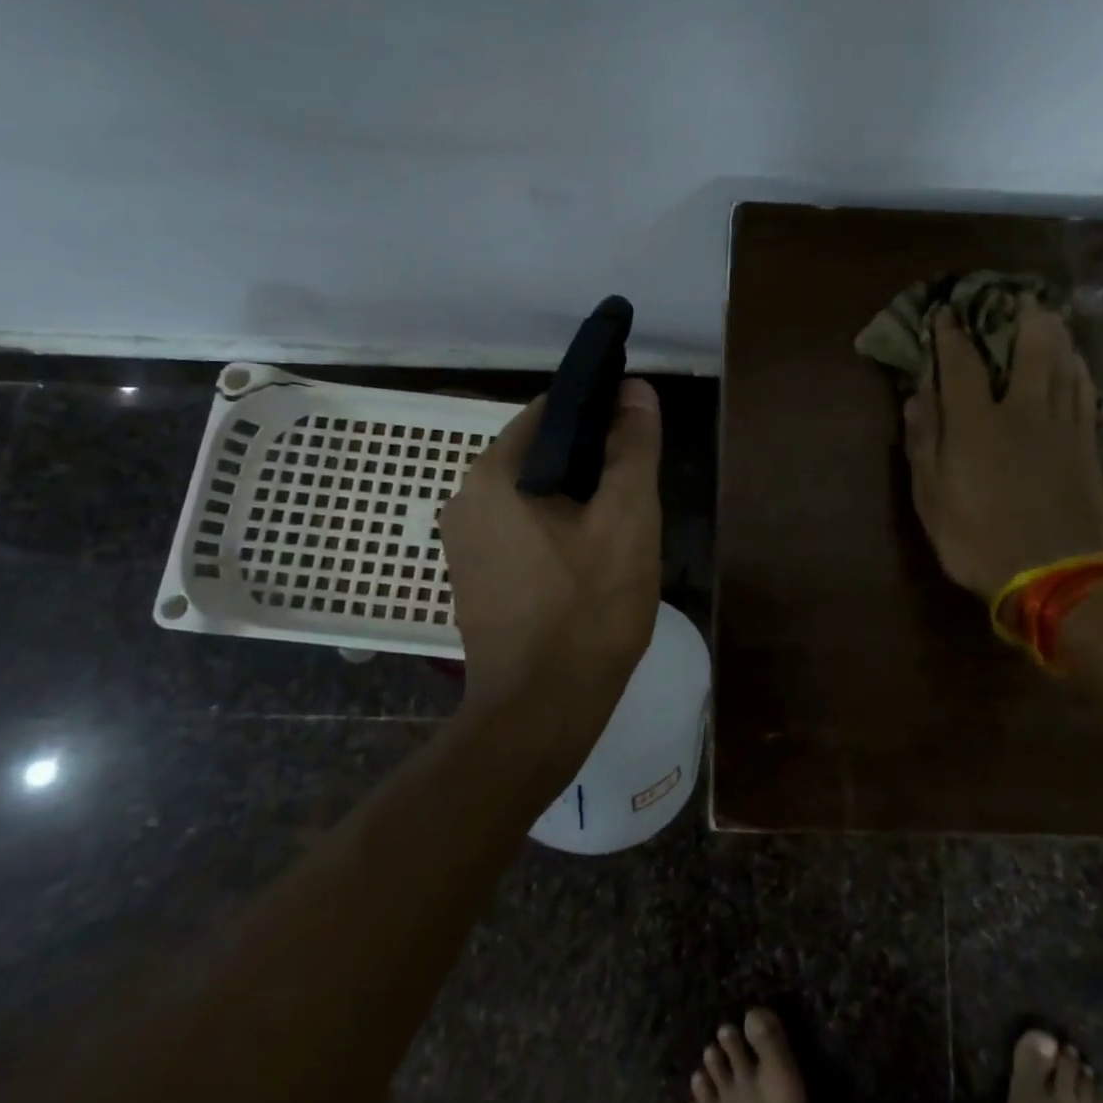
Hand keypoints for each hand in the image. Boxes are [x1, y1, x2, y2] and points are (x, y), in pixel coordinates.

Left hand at [439, 380, 662, 746]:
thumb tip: (636, 389)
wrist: (540, 713)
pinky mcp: (475, 577)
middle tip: (637, 492)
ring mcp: (464, 542)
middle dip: (591, 463)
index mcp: (493, 474)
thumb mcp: (627, 519)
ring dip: (577, 499)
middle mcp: (465, 499)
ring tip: (621, 528)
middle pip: (540, 454)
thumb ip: (632, 448)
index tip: (638, 437)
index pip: (551, 412)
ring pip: (533, 495)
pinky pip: (521, 531)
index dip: (600, 414)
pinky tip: (590, 562)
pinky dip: (556, 530)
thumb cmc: (588, 610)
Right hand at [905, 305, 1102, 600]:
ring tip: (1048, 317)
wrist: (1055, 576)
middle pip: (1029, 349)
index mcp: (976, 422)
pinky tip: (1077, 362)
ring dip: (1055, 335)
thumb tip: (917, 396)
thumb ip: (923, 442)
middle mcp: (1022, 410)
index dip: (950, 335)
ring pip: (1064, 364)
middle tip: (1015, 298)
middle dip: (1020, 318)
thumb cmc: (978, 539)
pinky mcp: (1087, 444)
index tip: (945, 313)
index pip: (960, 363)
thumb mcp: (931, 498)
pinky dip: (1079, 369)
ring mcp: (1061, 425)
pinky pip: (1086, 393)